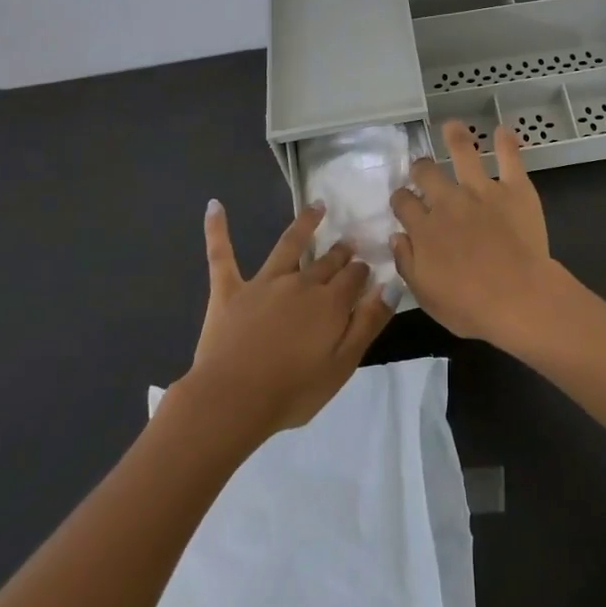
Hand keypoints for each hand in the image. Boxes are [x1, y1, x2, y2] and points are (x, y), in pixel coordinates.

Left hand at [183, 201, 392, 440]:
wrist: (232, 401)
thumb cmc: (292, 391)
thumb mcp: (343, 365)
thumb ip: (368, 323)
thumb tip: (391, 286)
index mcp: (330, 302)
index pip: (355, 276)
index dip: (362, 272)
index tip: (367, 270)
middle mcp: (301, 282)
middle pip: (327, 261)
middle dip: (341, 251)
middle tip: (348, 243)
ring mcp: (264, 282)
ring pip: (288, 244)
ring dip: (305, 223)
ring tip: (317, 206)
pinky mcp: (229, 290)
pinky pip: (222, 255)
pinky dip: (217, 229)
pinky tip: (214, 206)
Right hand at [388, 121, 566, 345]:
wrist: (518, 297)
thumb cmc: (470, 306)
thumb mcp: (426, 296)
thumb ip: (407, 263)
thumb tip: (396, 237)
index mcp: (424, 227)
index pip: (403, 202)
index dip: (401, 198)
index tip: (403, 201)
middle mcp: (448, 201)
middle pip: (426, 172)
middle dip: (421, 168)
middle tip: (423, 168)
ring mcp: (481, 190)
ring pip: (464, 153)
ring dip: (456, 137)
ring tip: (453, 126)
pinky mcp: (514, 189)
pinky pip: (510, 159)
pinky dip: (507, 143)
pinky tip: (503, 130)